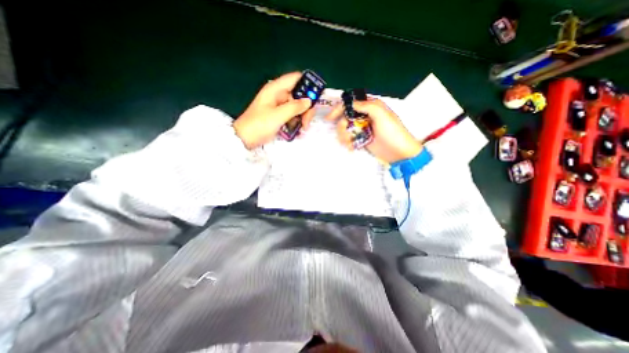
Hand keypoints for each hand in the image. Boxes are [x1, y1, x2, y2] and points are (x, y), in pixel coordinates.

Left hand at [234, 71, 316, 148]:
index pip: (295, 78)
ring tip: (303, 129)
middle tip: (307, 121)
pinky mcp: (279, 116)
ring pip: (297, 107)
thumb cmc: (259, 125)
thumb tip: (309, 101)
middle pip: (299, 95)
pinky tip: (298, 131)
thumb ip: (295, 107)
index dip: (308, 84)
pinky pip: (292, 116)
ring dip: (302, 117)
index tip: (316, 97)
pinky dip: (297, 122)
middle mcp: (278, 95)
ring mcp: (279, 106)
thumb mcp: (278, 115)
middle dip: (306, 107)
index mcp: (275, 89)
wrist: (244, 139)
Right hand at [324, 98, 421, 164]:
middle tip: (345, 135)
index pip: (350, 103)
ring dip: (344, 136)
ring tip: (349, 143)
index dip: (338, 109)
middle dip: (342, 127)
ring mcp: (363, 128)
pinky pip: (349, 138)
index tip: (330, 118)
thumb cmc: (393, 132)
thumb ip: (366, 106)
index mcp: (370, 107)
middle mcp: (365, 116)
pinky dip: (348, 143)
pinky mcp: (362, 139)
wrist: (399, 152)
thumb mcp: (382, 115)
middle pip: (344, 117)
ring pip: (345, 129)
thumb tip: (351, 103)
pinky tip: (351, 147)